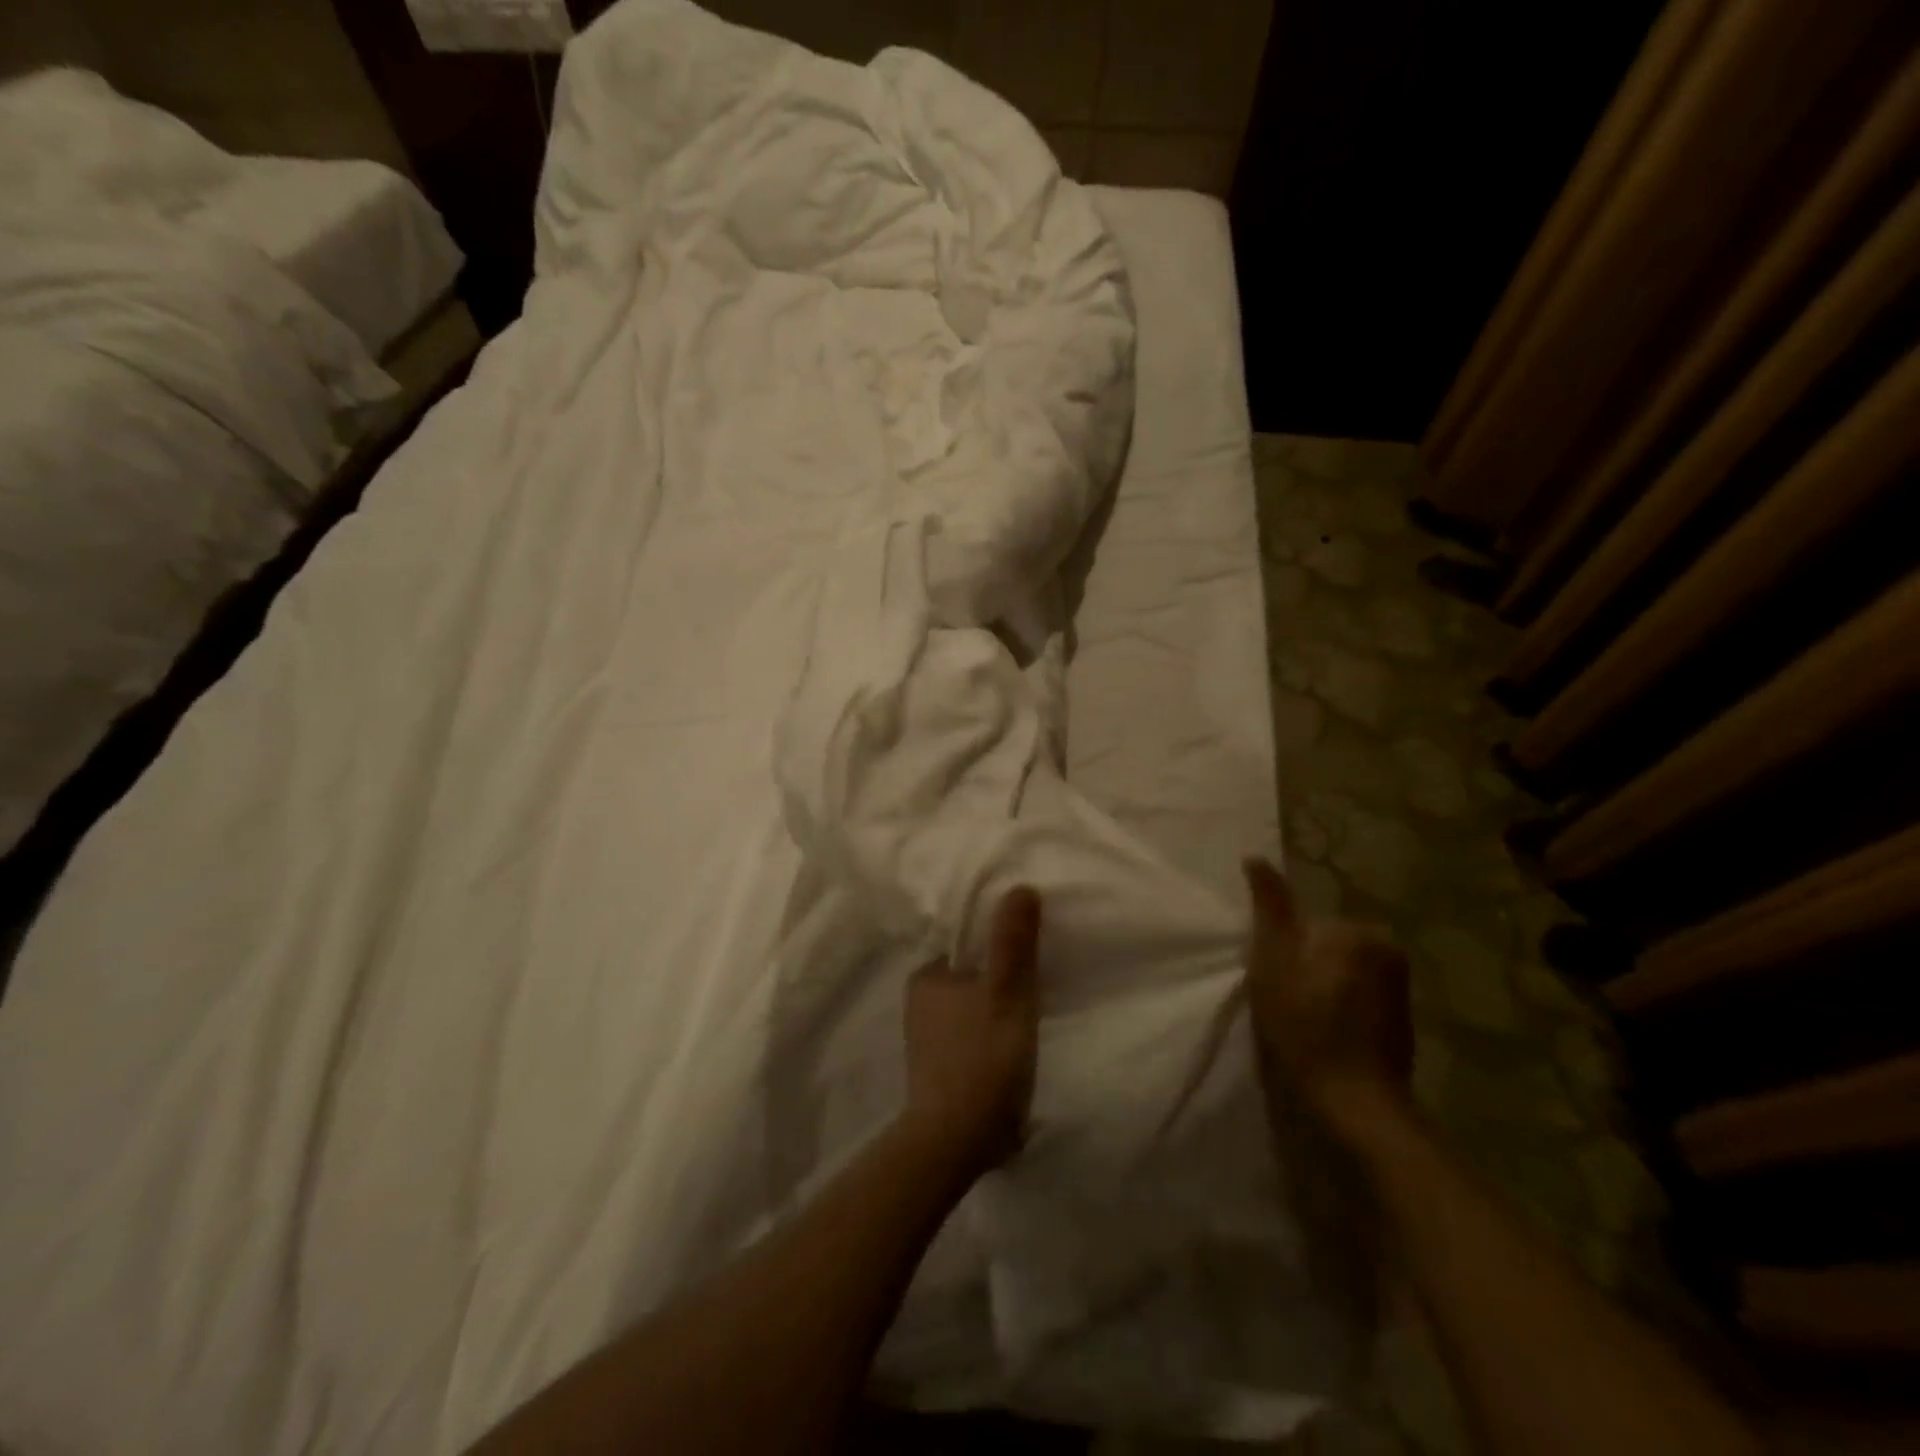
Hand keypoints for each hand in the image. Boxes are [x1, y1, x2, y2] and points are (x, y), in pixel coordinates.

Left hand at [901, 887, 1040, 1181]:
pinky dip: (991, 1035)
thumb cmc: (981, 1060)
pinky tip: (1012, 1047)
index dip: (1002, 945)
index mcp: (927, 976)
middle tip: (1038, 987)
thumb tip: (1020, 887)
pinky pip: (972, 1035)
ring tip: (1030, 1017)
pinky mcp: (940, 1068)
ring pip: (973, 1007)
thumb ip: (1013, 942)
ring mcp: (927, 1038)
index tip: (1033, 954)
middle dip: (1000, 978)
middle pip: (972, 975)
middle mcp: (920, 1001)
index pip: (969, 944)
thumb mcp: (1007, 994)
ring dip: (998, 1009)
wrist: (955, 1144)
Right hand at [1243, 858, 1414, 1142]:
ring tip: (1304, 1022)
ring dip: (1320, 988)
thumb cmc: (1305, 1026)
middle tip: (1286, 1004)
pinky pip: (1358, 995)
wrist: (1356, 1103)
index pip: (1304, 925)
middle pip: (1324, 945)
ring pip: (1340, 971)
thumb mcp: (1272, 961)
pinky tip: (1327, 1034)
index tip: (1275, 983)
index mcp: (1357, 931)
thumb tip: (1256, 857)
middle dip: (1303, 967)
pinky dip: (1340, 1008)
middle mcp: (1387, 949)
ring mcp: (1400, 986)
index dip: (1281, 952)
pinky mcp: (1402, 1017)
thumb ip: (1270, 907)